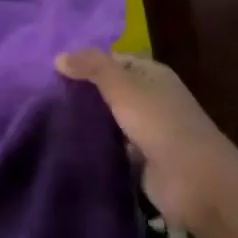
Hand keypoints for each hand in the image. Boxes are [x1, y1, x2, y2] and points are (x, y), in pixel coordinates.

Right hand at [55, 49, 237, 229]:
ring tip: (48, 118)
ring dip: (87, 121)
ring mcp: (147, 130)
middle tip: (43, 95)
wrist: (194, 181)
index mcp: (152, 75)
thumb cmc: (160, 124)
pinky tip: (67, 145)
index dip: (86, 63)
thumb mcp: (124, 87)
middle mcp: (151, 99)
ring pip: (110, 119)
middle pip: (111, 90)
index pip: (114, 61)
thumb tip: (59, 56)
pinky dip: (95, 146)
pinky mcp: (141, 160)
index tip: (52, 71)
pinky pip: (112, 147)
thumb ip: (93, 68)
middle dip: (83, 93)